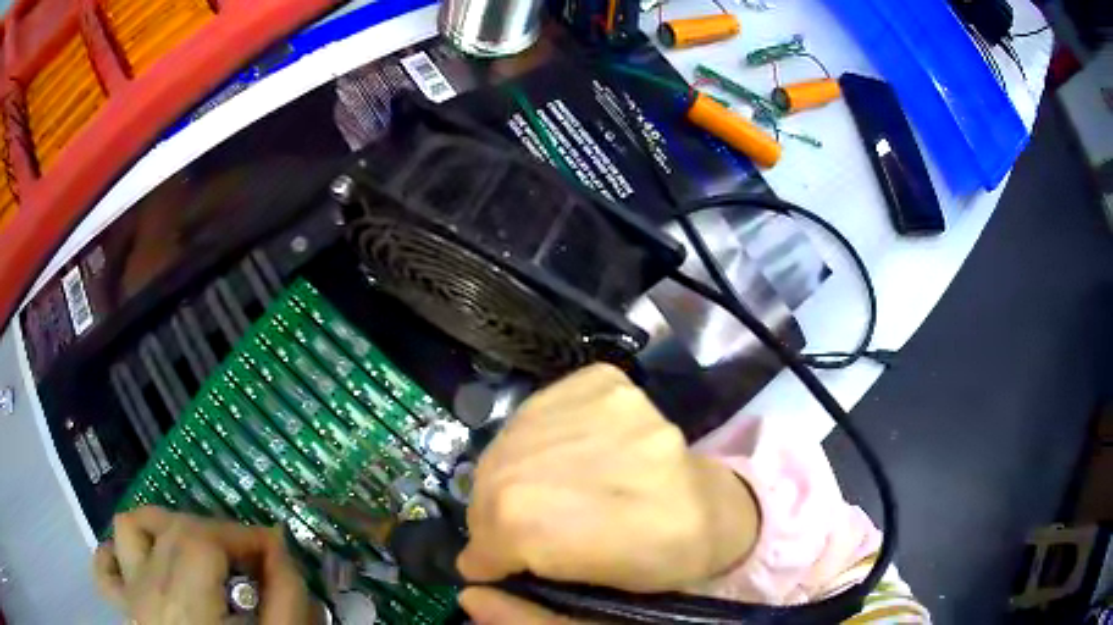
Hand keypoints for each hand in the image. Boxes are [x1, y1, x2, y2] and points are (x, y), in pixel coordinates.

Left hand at [93, 507, 313, 624]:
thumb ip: (285, 601)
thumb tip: (281, 552)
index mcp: (183, 604)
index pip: (204, 538)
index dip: (244, 536)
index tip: (277, 552)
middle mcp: (147, 590)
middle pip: (174, 528)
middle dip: (219, 534)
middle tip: (251, 562)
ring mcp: (129, 596)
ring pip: (132, 529)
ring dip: (167, 528)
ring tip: (198, 553)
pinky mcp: (124, 608)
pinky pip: (106, 566)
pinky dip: (121, 555)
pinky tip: (145, 565)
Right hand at [457, 364, 759, 623]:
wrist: (714, 506)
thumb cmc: (657, 566)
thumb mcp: (595, 612)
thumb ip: (525, 615)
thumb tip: (469, 591)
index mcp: (592, 529)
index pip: (493, 538)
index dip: (489, 558)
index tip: (496, 567)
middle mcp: (588, 459)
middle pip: (496, 487)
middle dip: (493, 518)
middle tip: (517, 532)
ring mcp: (600, 406)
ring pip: (508, 447)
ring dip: (510, 477)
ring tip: (541, 494)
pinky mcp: (601, 380)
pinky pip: (535, 411)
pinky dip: (533, 439)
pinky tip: (562, 458)